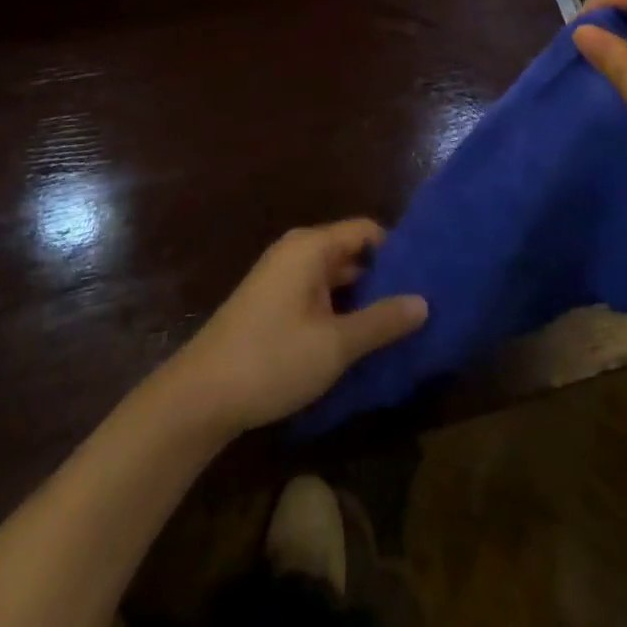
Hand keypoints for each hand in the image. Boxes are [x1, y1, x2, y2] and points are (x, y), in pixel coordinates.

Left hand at [166, 220, 427, 434]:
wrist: (200, 396)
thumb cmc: (272, 359)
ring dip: (362, 299)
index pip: (367, 231)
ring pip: (335, 277)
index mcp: (311, 247)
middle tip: (420, 306)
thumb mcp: (335, 344)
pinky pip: (317, 294)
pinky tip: (360, 339)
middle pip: (351, 253)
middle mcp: (297, 251)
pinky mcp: (272, 303)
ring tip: (399, 325)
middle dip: (383, 278)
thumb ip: (381, 321)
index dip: (398, 250)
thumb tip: (424, 302)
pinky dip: (340, 310)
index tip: (427, 277)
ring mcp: (281, 277)